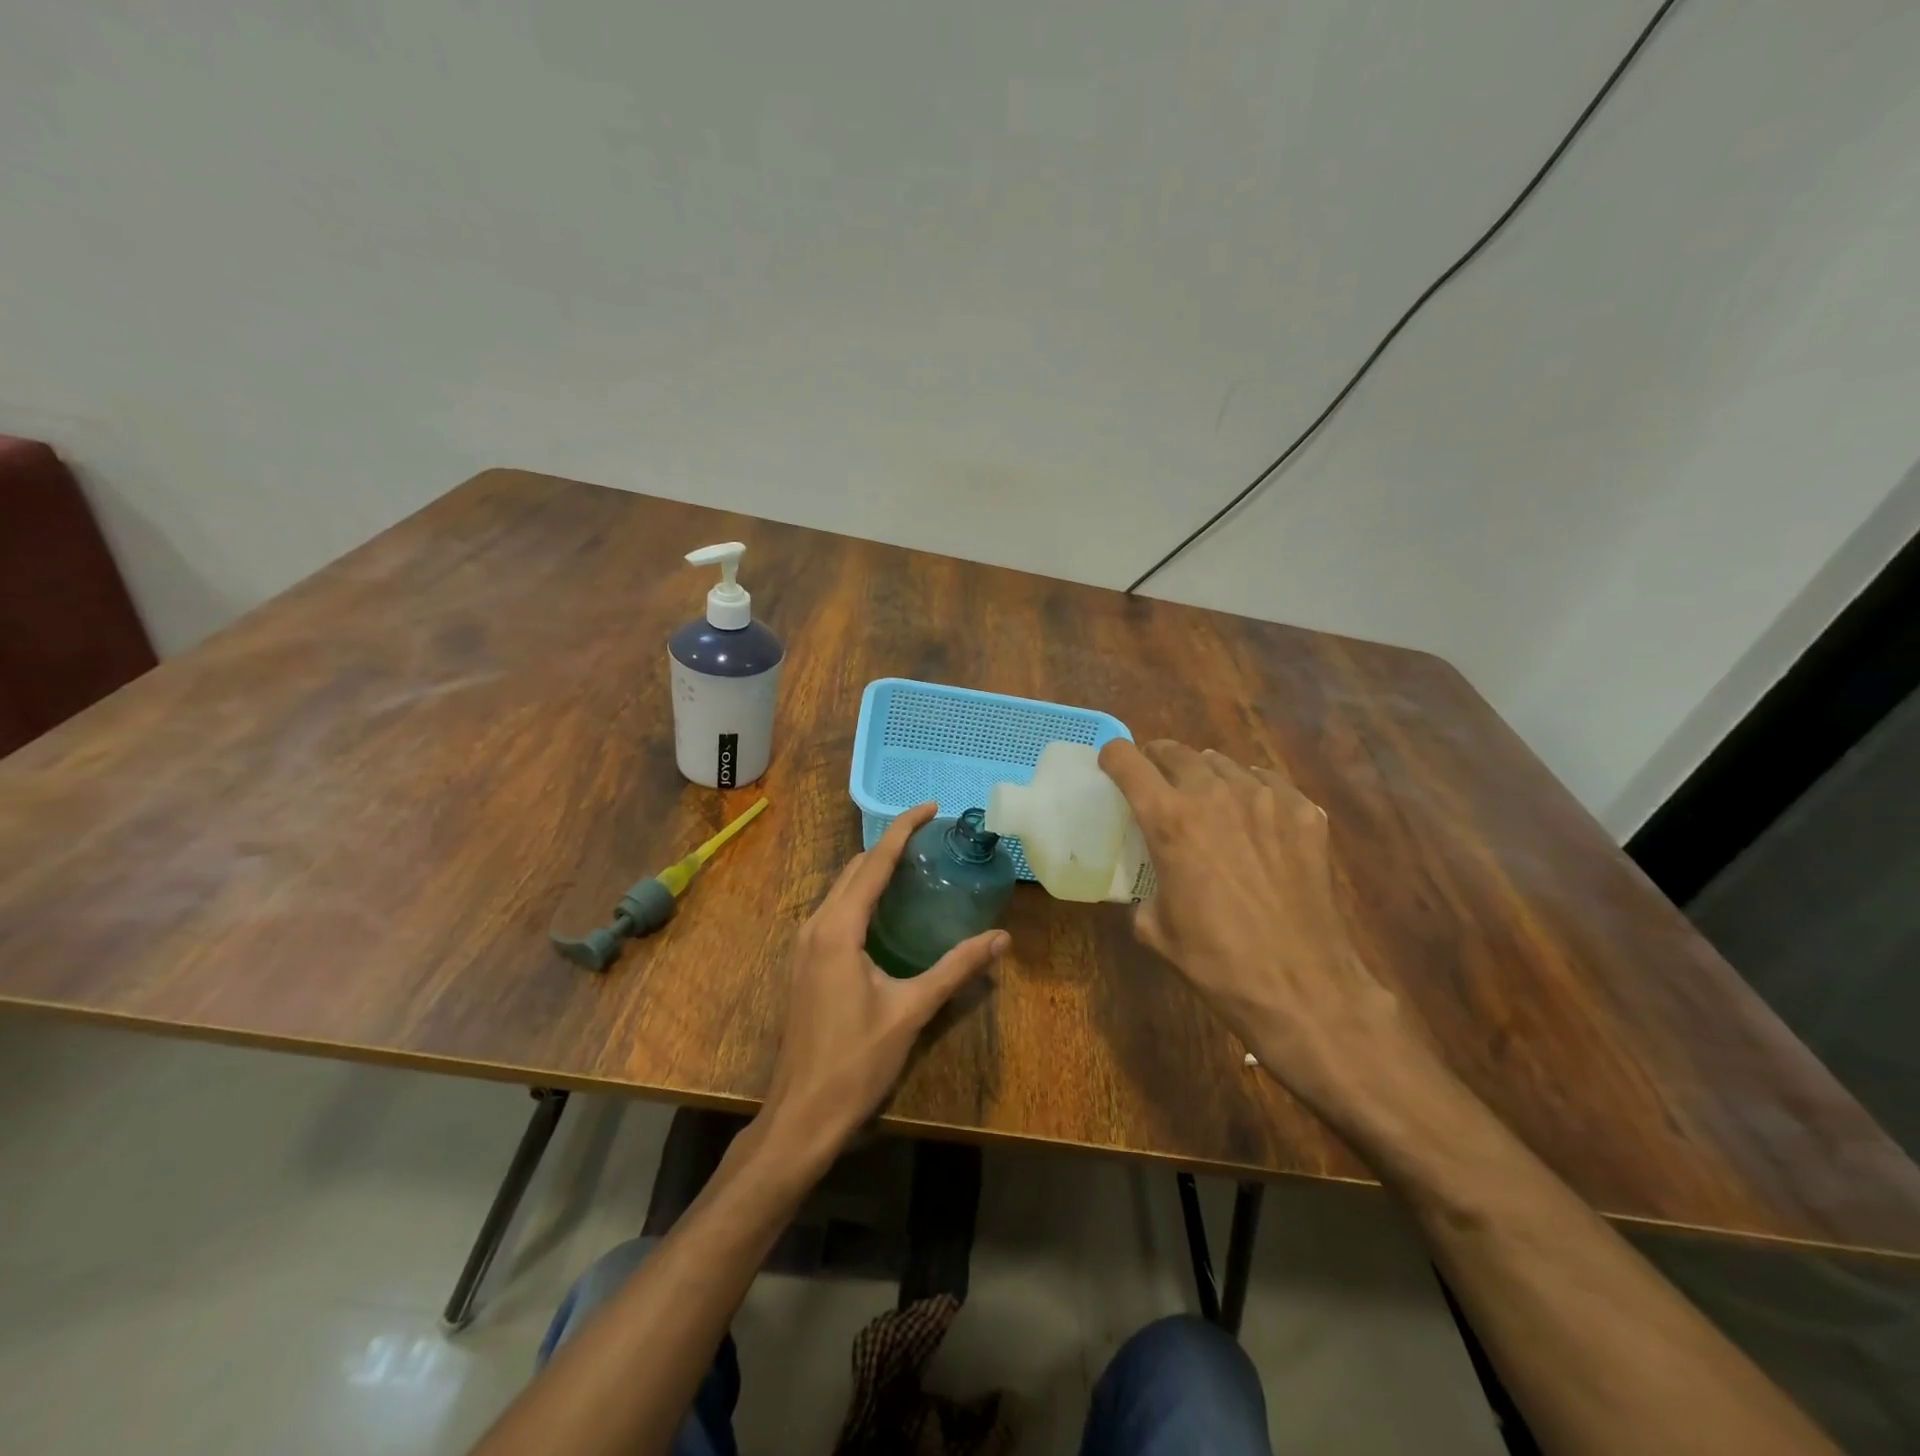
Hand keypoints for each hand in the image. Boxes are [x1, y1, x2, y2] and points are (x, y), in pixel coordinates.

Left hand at [762, 802, 1009, 1160]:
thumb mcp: (912, 1011)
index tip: (931, 806)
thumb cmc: (856, 1061)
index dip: (903, 829)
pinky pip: (834, 911)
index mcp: (839, 929)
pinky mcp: (805, 963)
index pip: (875, 862)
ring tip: (915, 867)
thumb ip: (956, 969)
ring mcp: (804, 945)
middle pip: (855, 869)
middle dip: (890, 846)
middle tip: (932, 840)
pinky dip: (861, 896)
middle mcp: (816, 926)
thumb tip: (1001, 939)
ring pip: (841, 889)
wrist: (801, 1114)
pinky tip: (887, 911)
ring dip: (874, 870)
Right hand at [1098, 739, 1432, 1127]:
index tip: (1111, 767)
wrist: (1301, 987)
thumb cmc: (1216, 961)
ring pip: (1224, 764)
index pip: (1127, 761)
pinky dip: (1252, 789)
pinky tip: (1254, 814)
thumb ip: (1144, 888)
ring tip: (1206, 797)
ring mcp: (1266, 799)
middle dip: (1157, 760)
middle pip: (1176, 752)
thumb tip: (1153, 881)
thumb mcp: (1154, 927)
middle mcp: (1215, 795)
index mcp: (1169, 820)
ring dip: (1205, 774)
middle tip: (1156, 781)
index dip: (1113, 758)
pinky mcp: (1305, 814)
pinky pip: (1269, 782)